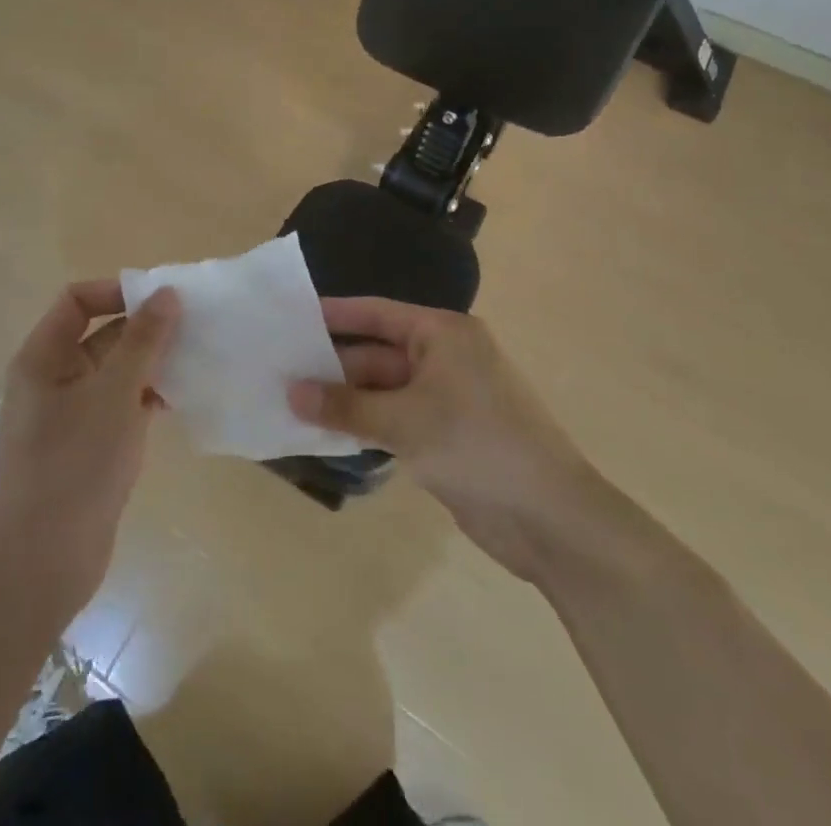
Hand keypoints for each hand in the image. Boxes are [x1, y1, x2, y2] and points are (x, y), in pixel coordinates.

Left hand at [0, 281, 180, 617]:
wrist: (44, 564)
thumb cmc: (74, 466)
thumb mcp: (114, 394)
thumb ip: (143, 341)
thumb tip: (166, 293)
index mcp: (43, 358)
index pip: (77, 300)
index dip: (117, 291)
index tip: (162, 300)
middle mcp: (52, 378)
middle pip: (100, 334)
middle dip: (144, 328)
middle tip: (194, 328)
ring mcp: (70, 414)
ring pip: (115, 371)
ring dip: (151, 363)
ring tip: (196, 360)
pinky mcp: (88, 444)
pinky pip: (120, 404)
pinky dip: (147, 396)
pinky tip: (182, 400)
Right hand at [290, 297, 588, 584]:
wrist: (549, 517)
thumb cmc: (476, 445)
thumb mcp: (404, 421)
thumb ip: (345, 407)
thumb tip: (292, 393)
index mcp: (443, 333)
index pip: (377, 314)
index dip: (334, 314)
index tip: (292, 318)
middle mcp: (445, 357)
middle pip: (378, 353)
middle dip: (333, 365)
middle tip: (280, 370)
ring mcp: (447, 398)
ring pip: (384, 390)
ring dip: (346, 399)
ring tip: (291, 402)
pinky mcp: (446, 435)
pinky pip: (395, 419)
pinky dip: (365, 425)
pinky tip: (327, 433)